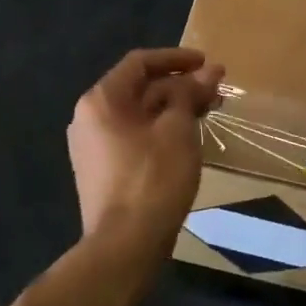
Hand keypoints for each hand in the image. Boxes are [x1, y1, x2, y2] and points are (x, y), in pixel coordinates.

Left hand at [68, 48, 223, 247]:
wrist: (124, 247)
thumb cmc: (152, 179)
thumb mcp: (178, 130)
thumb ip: (190, 95)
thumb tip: (209, 71)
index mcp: (101, 100)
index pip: (140, 63)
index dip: (176, 59)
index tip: (207, 64)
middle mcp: (89, 118)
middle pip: (139, 88)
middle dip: (180, 86)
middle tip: (216, 92)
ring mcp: (93, 147)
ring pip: (139, 115)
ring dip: (173, 109)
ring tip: (208, 113)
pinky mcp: (102, 171)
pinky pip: (134, 137)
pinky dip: (160, 130)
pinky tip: (187, 139)